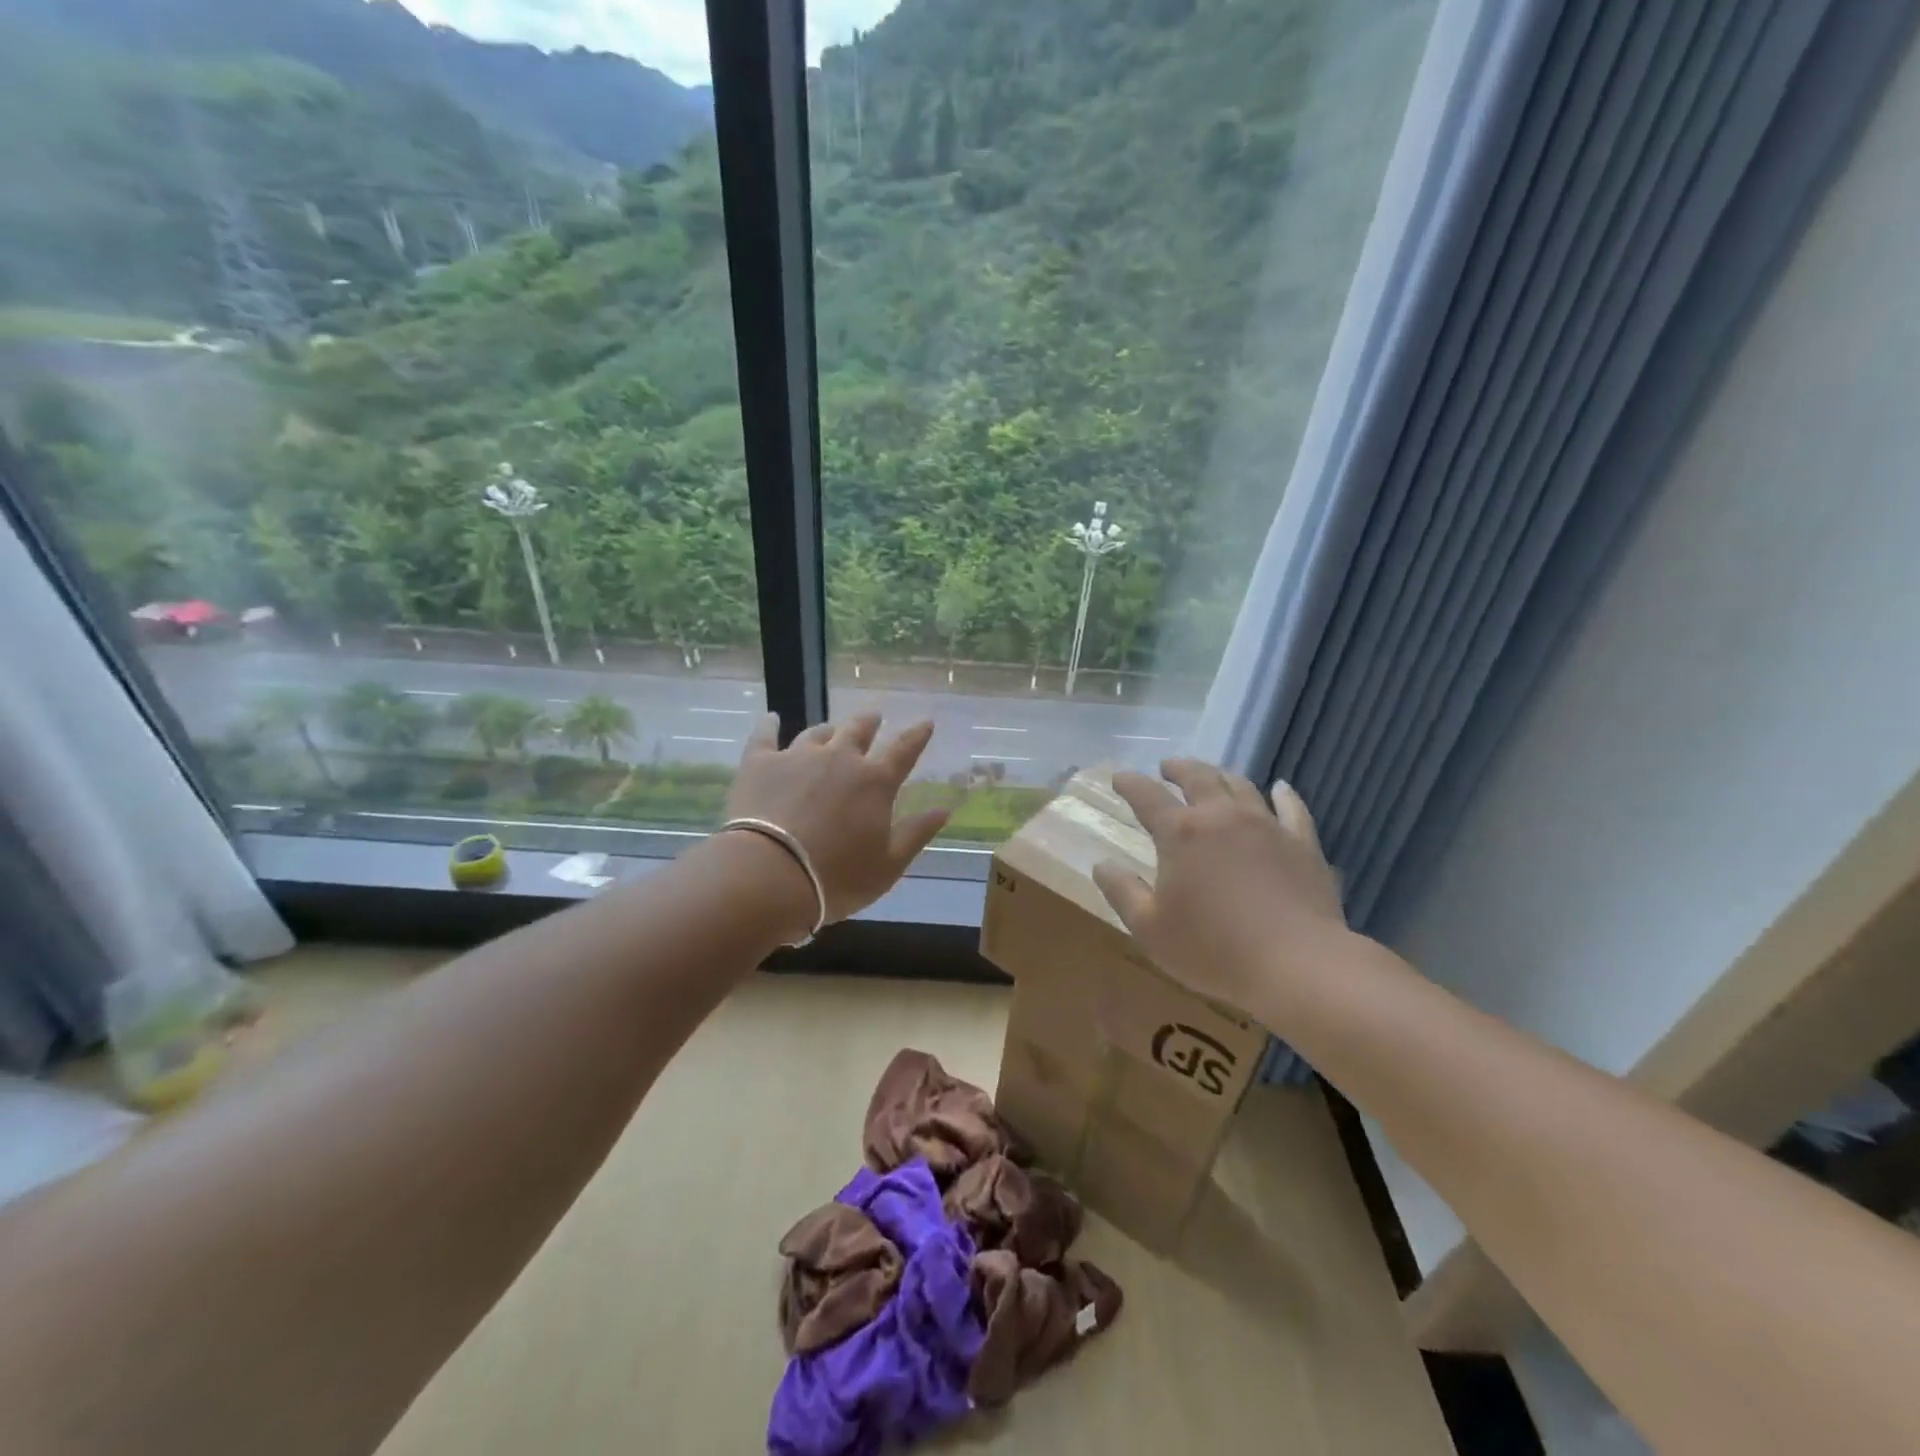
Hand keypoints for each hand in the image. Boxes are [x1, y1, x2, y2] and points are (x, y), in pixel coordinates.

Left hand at [724, 712, 950, 925]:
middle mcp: (840, 758)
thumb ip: (916, 833)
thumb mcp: (888, 865)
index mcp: (875, 782)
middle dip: (870, 723)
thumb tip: (944, 809)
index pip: (904, 750)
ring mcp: (797, 756)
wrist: (768, 876)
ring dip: (828, 730)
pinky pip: (765, 735)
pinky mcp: (760, 762)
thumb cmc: (836, 877)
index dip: (917, 735)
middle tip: (874, 719)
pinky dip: (770, 725)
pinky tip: (771, 718)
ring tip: (830, 730)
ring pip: (817, 733)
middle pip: (859, 730)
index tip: (926, 722)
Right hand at [1091, 760, 1348, 1016]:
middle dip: (1178, 769)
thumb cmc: (1213, 949)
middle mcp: (1221, 817)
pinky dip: (1283, 794)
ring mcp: (1266, 826)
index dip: (1129, 783)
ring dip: (1221, 775)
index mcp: (1180, 833)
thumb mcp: (1149, 929)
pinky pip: (1292, 808)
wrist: (1298, 965)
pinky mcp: (1302, 843)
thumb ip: (1122, 892)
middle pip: (1197, 777)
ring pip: (1240, 786)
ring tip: (1212, 775)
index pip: (1146, 796)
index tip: (1119, 777)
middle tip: (1167, 767)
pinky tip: (1280, 789)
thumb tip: (1101, 865)